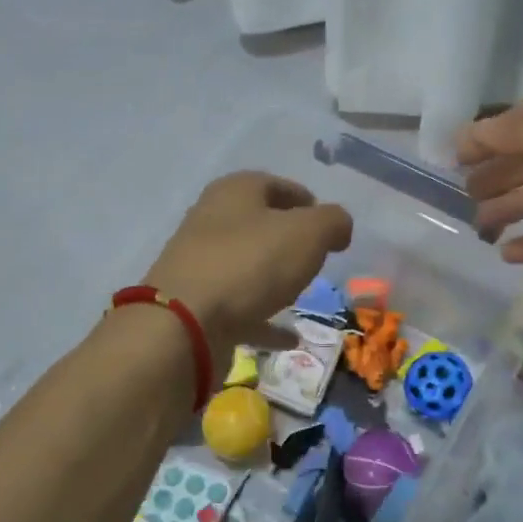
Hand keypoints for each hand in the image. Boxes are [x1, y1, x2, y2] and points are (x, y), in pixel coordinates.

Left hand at [146, 172, 353, 358]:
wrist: (185, 323)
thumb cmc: (251, 263)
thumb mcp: (308, 232)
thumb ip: (332, 222)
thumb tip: (338, 226)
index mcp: (234, 192)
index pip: (275, 184)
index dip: (305, 200)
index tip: (328, 225)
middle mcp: (211, 221)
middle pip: (257, 224)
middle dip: (287, 238)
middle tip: (316, 257)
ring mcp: (200, 265)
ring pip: (246, 265)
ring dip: (272, 277)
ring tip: (303, 292)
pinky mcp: (196, 305)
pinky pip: (239, 309)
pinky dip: (264, 319)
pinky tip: (289, 337)